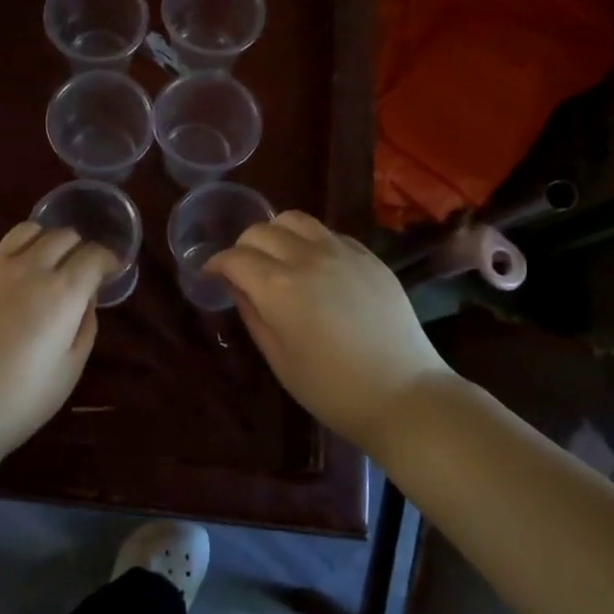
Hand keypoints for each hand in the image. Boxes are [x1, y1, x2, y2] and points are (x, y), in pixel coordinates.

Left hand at [0, 222, 117, 468]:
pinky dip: (18, 254)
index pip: (94, 255)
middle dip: (80, 248)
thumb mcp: (70, 370)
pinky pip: (0, 250)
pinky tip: (14, 282)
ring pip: (28, 230)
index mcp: (62, 292)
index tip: (112, 271)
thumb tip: (85, 299)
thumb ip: (84, 326)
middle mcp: (30, 269)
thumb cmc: (19, 401)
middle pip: (63, 236)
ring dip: (47, 240)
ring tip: (48, 263)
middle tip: (82, 270)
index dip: (109, 260)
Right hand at [205, 211, 447, 453]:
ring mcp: (342, 251)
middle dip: (242, 247)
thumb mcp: (278, 357)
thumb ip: (252, 313)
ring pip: (295, 219)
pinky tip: (314, 266)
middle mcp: (307, 257)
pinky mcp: (368, 256)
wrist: (403, 394)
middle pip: (261, 230)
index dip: (216, 264)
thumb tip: (236, 285)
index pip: (235, 257)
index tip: (210, 275)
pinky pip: (329, 233)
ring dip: (276, 233)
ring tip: (277, 257)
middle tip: (242, 270)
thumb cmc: (330, 388)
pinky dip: (310, 240)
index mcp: (278, 286)